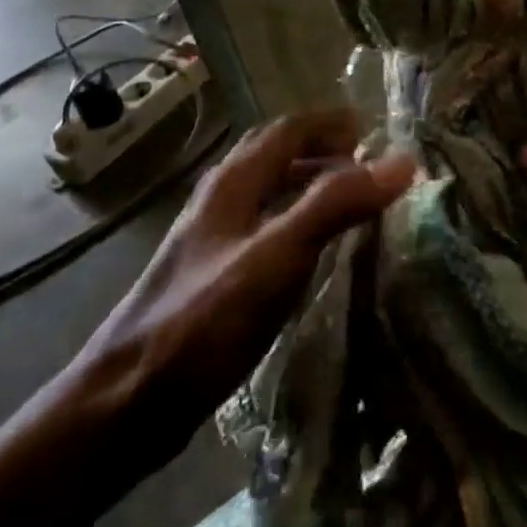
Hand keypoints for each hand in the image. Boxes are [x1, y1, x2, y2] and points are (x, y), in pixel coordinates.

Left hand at [67, 110, 414, 449]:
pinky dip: (299, 223)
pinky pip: (267, 230)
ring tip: (353, 203)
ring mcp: (214, 240)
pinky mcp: (214, 277)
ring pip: (270, 194)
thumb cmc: (202, 321)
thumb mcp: (277, 256)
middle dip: (323, 150)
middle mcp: (221, 200)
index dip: (331, 123)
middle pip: (276, 155)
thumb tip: (400, 162)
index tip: (375, 131)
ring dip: (311, 186)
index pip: (288, 129)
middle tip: (368, 165)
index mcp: (233, 183)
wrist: (125, 402)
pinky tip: (317, 253)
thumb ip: (336, 204)